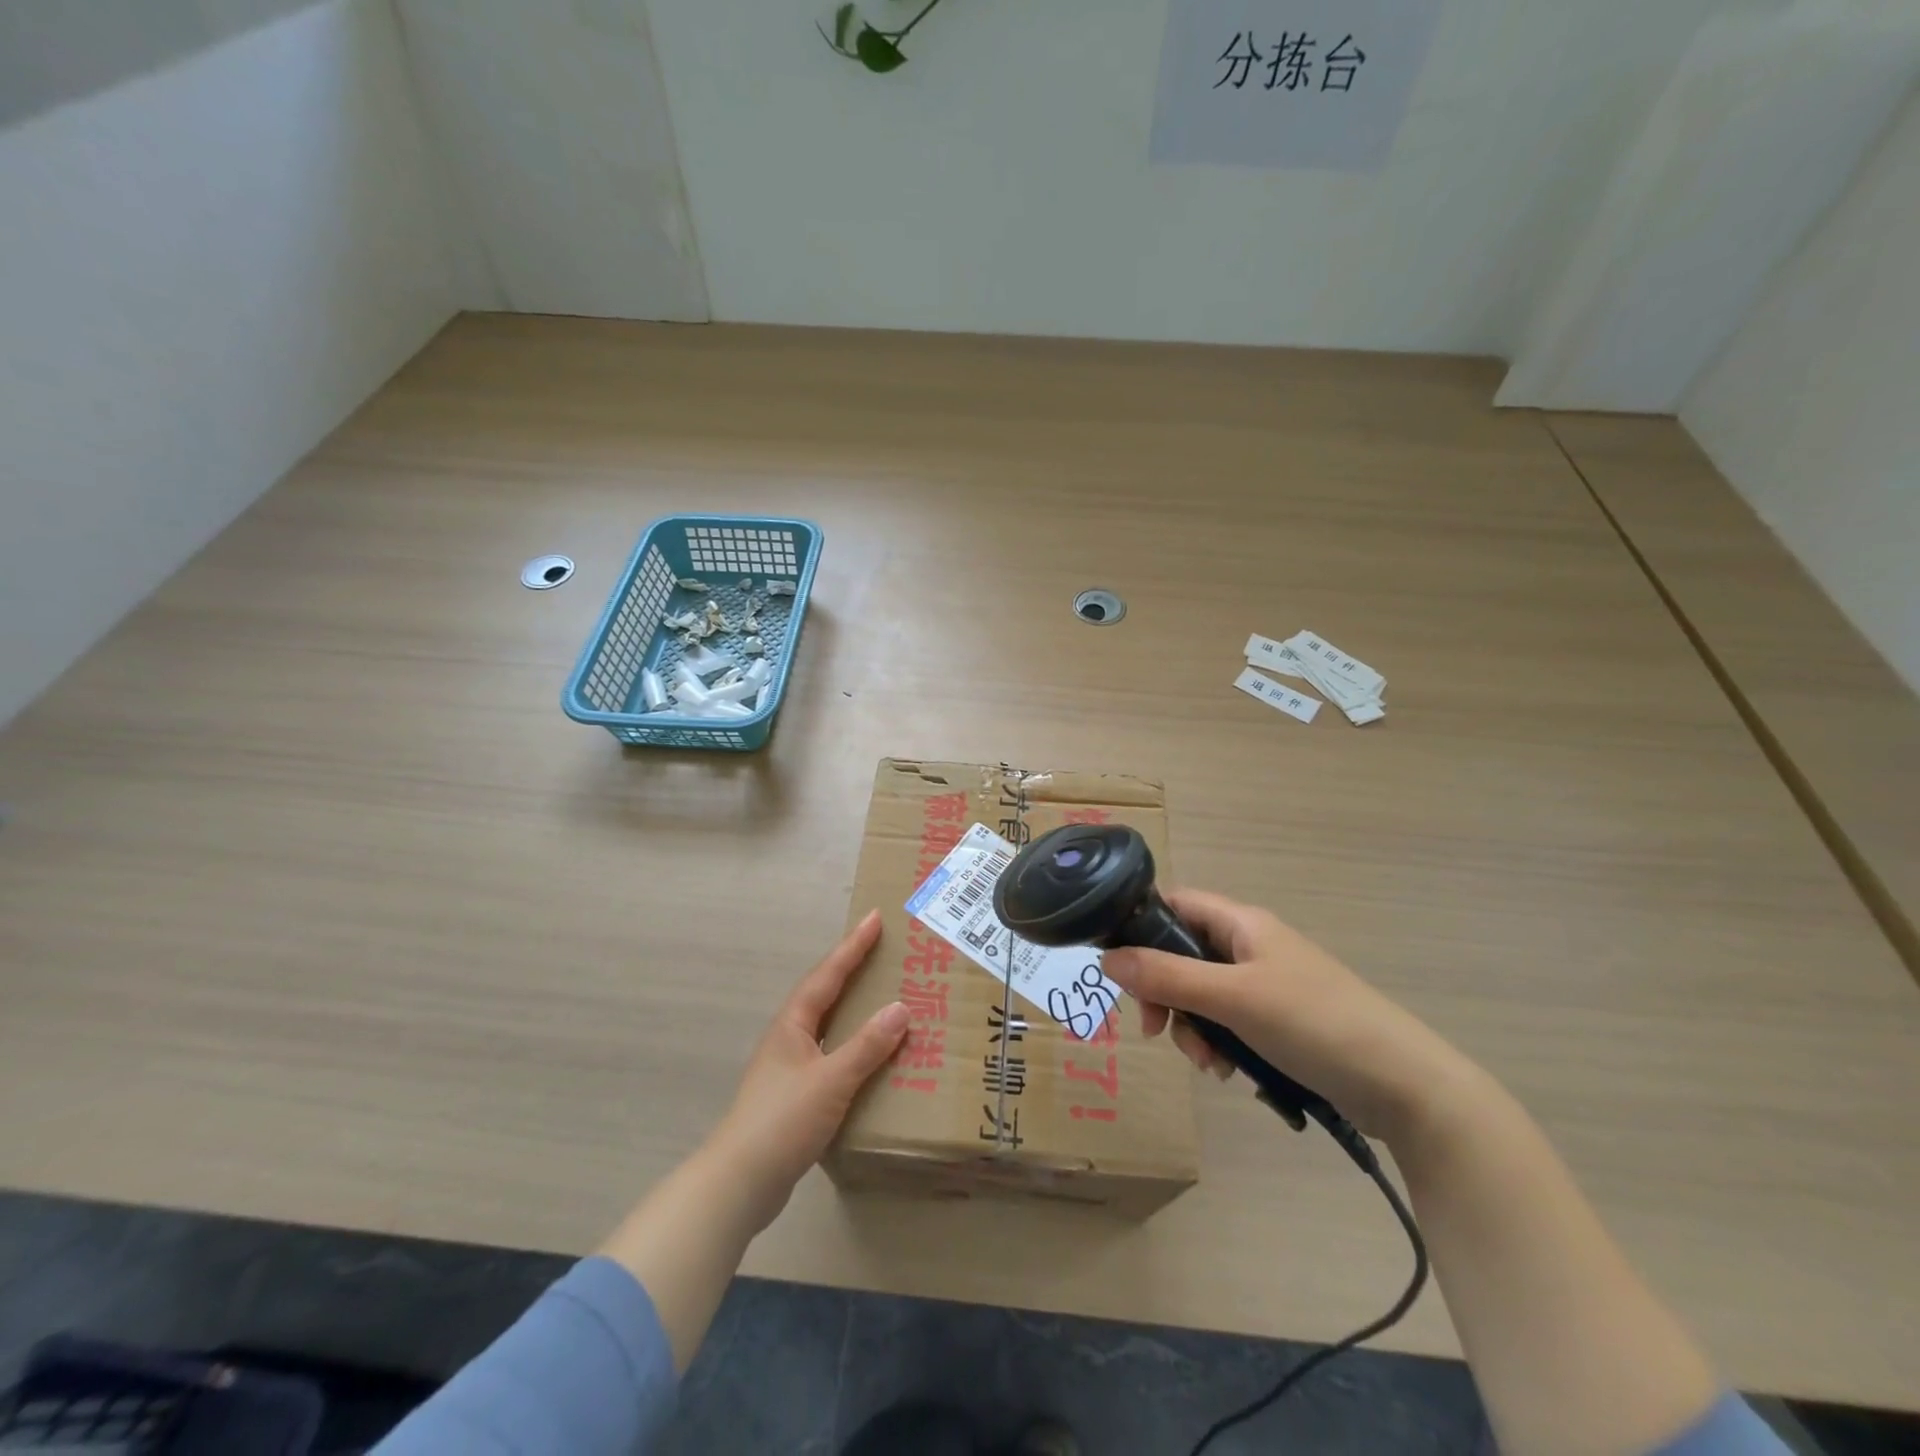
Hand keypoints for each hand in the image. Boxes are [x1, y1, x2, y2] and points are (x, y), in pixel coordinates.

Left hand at [705, 909, 908, 1229]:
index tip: (874, 918)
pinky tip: (870, 1057)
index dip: (852, 946)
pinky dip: (853, 1044)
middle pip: (825, 992)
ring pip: (828, 1024)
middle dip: (852, 968)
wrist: (740, 1182)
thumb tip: (900, 1008)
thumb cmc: (783, 1121)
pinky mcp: (795, 1095)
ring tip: (882, 995)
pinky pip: (831, 1054)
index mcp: (793, 1024)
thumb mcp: (831, 1080)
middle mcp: (789, 1037)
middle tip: (882, 949)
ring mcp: (789, 1067)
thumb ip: (867, 1046)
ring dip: (853, 1006)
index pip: (828, 975)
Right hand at [1101, 889, 1471, 1140]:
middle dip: (1164, 993)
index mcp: (1241, 923)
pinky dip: (1220, 1044)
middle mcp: (1250, 946)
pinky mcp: (1279, 1021)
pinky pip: (1228, 1022)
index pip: (1174, 904)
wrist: (1404, 1085)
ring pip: (1202, 994)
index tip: (1117, 967)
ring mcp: (1266, 984)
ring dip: (1192, 1026)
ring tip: (1208, 1063)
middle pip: (1181, 954)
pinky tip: (1229, 1072)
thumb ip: (1167, 977)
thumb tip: (1106, 959)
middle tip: (1156, 1030)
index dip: (1139, 926)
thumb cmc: (1314, 1023)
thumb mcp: (1232, 998)